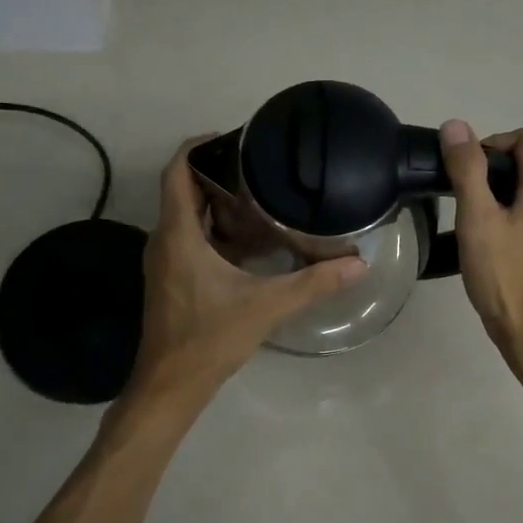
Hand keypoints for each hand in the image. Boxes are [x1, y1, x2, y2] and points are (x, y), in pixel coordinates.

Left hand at [128, 139, 366, 402]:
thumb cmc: (209, 339)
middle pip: (183, 190)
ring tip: (258, 195)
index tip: (231, 137)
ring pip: (186, 216)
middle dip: (216, 173)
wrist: (170, 386)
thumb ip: (313, 283)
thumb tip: (357, 263)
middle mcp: (164, 240)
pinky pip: (190, 238)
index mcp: (178, 235)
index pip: (176, 172)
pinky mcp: (172, 279)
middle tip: (258, 166)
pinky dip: (214, 229)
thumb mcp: (266, 307)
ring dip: (216, 203)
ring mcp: (165, 261)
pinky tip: (249, 240)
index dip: (196, 147)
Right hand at [439, 121, 522, 373]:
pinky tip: (493, 228)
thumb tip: (456, 126)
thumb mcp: (476, 218)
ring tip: (475, 206)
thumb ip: (467, 169)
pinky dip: (517, 200)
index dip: (492, 143)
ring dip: (507, 180)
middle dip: (500, 160)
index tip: (464, 170)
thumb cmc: (502, 273)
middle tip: (467, 185)